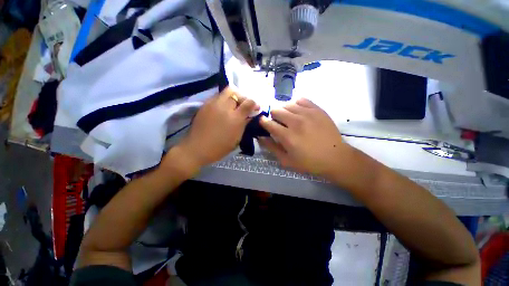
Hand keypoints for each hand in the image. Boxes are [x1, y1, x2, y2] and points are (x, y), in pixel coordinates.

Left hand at [169, 87, 258, 169]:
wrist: (197, 149)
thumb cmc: (219, 148)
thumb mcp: (237, 138)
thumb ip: (244, 124)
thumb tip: (250, 115)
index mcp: (235, 118)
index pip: (249, 102)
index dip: (254, 104)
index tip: (255, 108)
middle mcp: (225, 107)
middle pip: (236, 92)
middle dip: (242, 97)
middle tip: (242, 106)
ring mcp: (213, 104)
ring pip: (226, 91)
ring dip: (232, 97)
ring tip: (232, 106)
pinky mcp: (205, 104)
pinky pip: (217, 96)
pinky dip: (223, 100)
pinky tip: (222, 109)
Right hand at [258, 98, 353, 179]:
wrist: (335, 157)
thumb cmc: (309, 162)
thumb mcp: (286, 160)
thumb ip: (271, 147)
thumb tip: (260, 137)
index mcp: (287, 137)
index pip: (268, 123)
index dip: (263, 122)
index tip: (263, 123)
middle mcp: (296, 122)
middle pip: (276, 110)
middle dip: (273, 116)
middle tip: (278, 123)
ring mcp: (308, 114)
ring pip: (287, 104)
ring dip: (284, 111)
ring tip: (288, 118)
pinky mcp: (317, 109)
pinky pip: (301, 100)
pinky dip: (296, 105)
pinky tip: (298, 112)